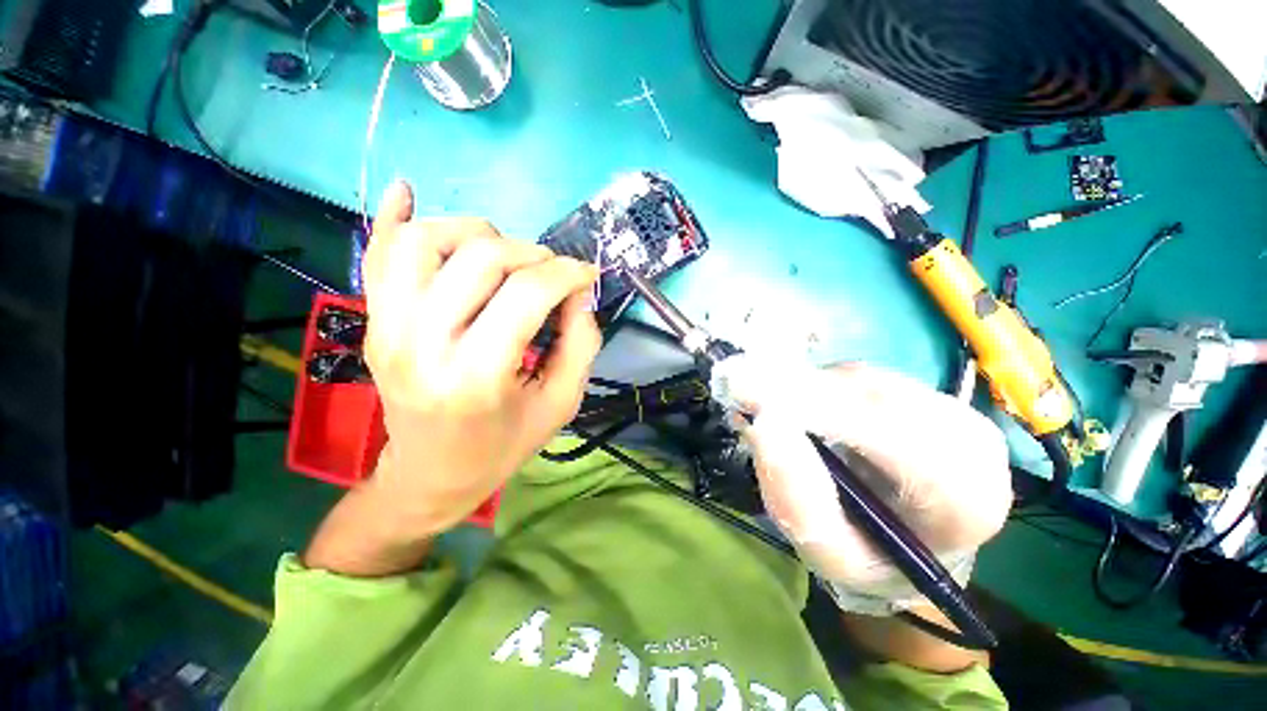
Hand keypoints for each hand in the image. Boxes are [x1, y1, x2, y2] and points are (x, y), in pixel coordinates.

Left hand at [360, 181, 600, 537]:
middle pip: (480, 258)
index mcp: (477, 376)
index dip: (567, 273)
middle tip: (553, 272)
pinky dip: (394, 216)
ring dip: (476, 233)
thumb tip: (579, 292)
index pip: (527, 293)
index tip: (587, 274)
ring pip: (425, 241)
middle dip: (531, 253)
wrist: (431, 474)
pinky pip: (376, 253)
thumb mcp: (560, 403)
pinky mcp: (373, 321)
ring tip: (504, 255)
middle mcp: (423, 343)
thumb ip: (581, 344)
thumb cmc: (503, 444)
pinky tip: (407, 190)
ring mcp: (387, 327)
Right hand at [713, 357, 1012, 611]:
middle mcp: (970, 443)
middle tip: (742, 389)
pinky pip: (858, 375)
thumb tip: (762, 425)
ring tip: (772, 407)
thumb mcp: (828, 553)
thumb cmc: (873, 559)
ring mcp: (952, 408)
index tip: (763, 404)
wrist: (915, 540)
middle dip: (804, 393)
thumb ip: (796, 499)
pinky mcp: (925, 391)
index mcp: (964, 502)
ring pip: (861, 379)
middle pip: (876, 397)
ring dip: (807, 388)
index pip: (900, 444)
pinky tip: (803, 406)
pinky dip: (818, 385)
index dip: (828, 416)